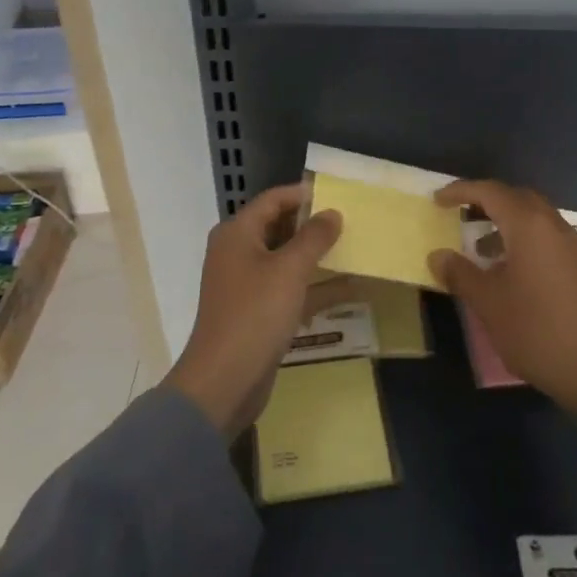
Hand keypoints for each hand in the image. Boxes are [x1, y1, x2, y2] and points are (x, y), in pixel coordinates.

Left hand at [164, 184, 344, 439]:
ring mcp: (245, 284)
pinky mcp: (256, 312)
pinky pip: (288, 289)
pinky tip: (347, 289)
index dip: (303, 195)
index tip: (338, 196)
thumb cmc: (255, 315)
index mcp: (237, 234)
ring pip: (285, 260)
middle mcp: (237, 252)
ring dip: (316, 257)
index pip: (272, 200)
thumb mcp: (290, 270)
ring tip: (353, 250)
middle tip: (349, 222)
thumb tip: (332, 212)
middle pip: (278, 228)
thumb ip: (314, 238)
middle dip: (312, 225)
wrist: (223, 381)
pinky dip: (313, 287)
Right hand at [431, 180, 576, 414]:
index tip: (437, 200)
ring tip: (478, 245)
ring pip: (532, 215)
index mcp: (528, 225)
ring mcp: (568, 244)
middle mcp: (551, 224)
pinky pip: (543, 233)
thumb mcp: (488, 302)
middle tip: (459, 213)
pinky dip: (520, 236)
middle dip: (485, 199)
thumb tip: (437, 255)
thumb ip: (460, 273)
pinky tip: (505, 266)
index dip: (460, 191)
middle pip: (514, 196)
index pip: (489, 192)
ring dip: (503, 219)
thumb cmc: (535, 329)